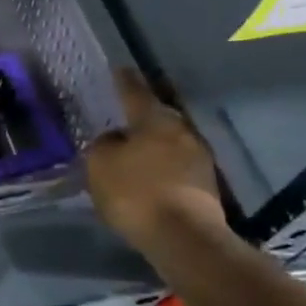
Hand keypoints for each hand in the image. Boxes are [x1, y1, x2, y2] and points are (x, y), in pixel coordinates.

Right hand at [84, 68, 225, 248]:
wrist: (183, 236)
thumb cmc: (135, 192)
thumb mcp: (100, 164)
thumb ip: (103, 145)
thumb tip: (114, 139)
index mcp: (154, 119)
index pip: (135, 92)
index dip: (124, 82)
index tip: (120, 69)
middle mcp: (181, 131)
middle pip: (158, 116)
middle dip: (142, 115)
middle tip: (125, 115)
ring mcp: (199, 157)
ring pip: (170, 141)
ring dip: (154, 143)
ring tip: (135, 150)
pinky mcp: (206, 184)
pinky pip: (177, 164)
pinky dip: (163, 166)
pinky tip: (150, 176)